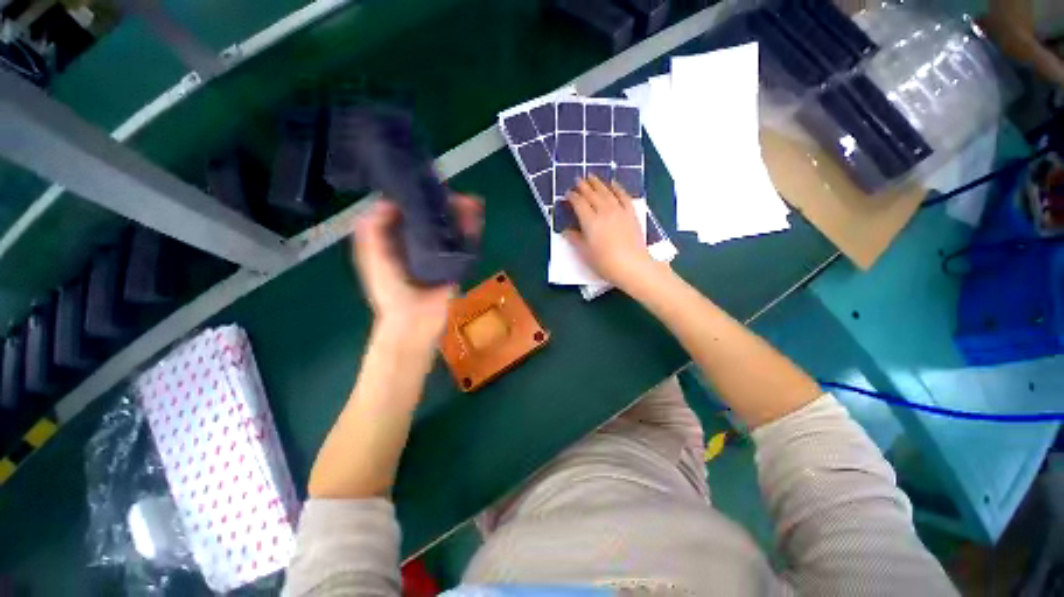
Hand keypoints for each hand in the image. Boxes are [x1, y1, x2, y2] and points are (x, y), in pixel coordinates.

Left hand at [351, 194, 482, 351]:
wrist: (415, 323)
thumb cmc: (391, 293)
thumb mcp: (374, 261)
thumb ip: (373, 234)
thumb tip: (385, 203)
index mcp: (399, 242)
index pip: (411, 214)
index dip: (420, 198)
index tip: (429, 186)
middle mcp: (421, 245)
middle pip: (436, 219)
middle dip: (447, 205)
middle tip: (457, 196)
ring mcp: (440, 255)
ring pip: (452, 230)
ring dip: (462, 216)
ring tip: (471, 204)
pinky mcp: (455, 265)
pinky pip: (464, 246)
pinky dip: (471, 233)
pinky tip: (475, 222)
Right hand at [563, 176, 661, 290]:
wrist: (632, 266)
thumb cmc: (605, 262)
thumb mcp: (585, 253)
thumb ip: (575, 239)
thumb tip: (566, 231)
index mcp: (590, 221)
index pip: (579, 204)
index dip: (572, 197)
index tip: (567, 194)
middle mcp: (604, 211)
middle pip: (592, 195)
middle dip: (583, 186)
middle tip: (578, 180)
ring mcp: (619, 211)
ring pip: (606, 192)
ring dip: (598, 183)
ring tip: (592, 176)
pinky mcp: (631, 214)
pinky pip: (623, 196)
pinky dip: (617, 188)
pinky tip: (614, 183)